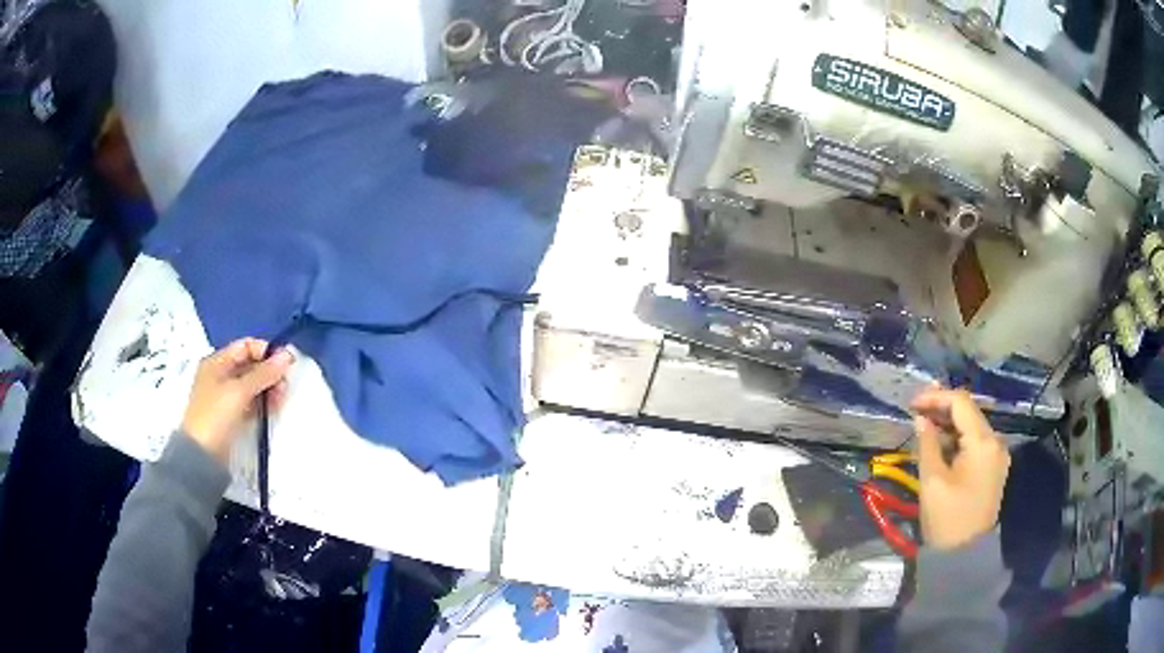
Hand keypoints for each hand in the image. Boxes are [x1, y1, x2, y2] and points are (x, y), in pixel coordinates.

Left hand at [181, 338, 293, 462]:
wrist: (202, 456)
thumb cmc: (215, 416)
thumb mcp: (239, 391)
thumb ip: (263, 373)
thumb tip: (287, 355)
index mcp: (217, 362)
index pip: (246, 346)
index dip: (266, 351)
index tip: (286, 363)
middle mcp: (221, 375)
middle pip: (251, 365)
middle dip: (269, 372)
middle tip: (285, 384)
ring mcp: (226, 396)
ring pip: (253, 384)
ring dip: (268, 388)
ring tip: (281, 398)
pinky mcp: (232, 415)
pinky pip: (251, 401)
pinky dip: (263, 402)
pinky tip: (274, 407)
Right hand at [911, 387, 1010, 550]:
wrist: (965, 556)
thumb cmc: (947, 518)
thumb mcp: (932, 480)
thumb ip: (928, 443)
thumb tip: (921, 418)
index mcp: (983, 442)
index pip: (960, 403)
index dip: (935, 397)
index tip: (912, 403)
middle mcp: (995, 442)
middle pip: (969, 412)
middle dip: (942, 408)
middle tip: (916, 411)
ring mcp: (997, 455)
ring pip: (972, 426)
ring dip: (949, 423)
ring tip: (924, 425)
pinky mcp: (994, 468)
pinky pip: (975, 442)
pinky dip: (958, 438)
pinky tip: (941, 443)